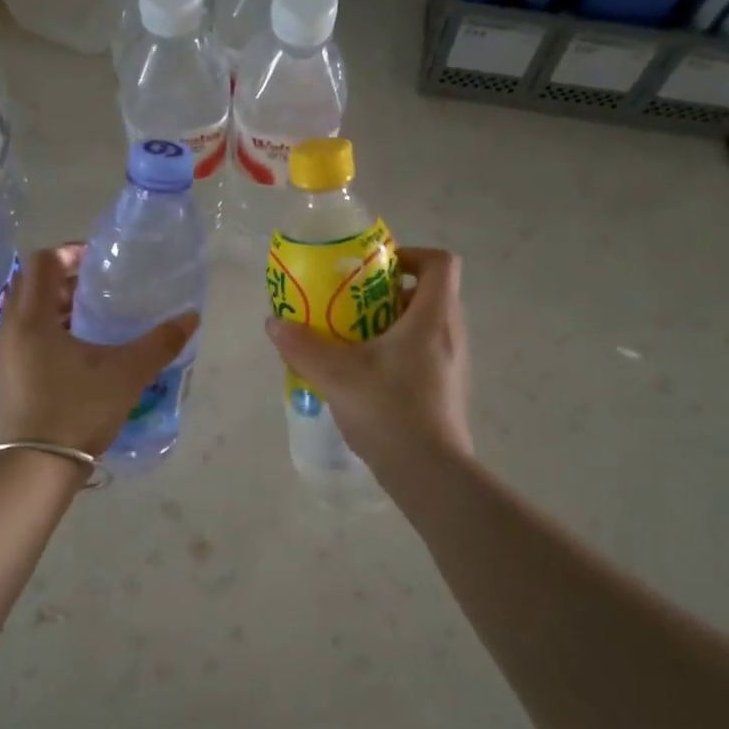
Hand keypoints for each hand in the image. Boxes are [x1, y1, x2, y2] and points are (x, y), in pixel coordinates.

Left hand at [0, 244, 198, 456]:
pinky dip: (47, 332)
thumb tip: (191, 318)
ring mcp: (2, 356)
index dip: (69, 253)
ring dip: (55, 308)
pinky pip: (23, 338)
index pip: (41, 262)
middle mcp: (9, 330)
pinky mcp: (4, 378)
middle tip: (99, 289)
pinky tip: (77, 355)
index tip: (99, 262)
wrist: (35, 468)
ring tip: (92, 320)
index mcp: (31, 318)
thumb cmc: (78, 410)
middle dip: (64, 280)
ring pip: (26, 314)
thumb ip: (160, 343)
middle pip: (30, 285)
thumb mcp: (126, 373)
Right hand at [264, 247, 472, 469]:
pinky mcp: (448, 390)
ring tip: (353, 340)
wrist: (430, 474)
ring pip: (427, 326)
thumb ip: (303, 346)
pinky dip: (399, 352)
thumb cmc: (390, 411)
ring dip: (392, 324)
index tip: (374, 269)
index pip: (440, 263)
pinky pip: (426, 354)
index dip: (410, 255)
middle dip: (389, 292)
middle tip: (352, 305)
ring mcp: (455, 365)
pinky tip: (367, 376)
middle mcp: (451, 334)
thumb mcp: (337, 375)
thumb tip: (274, 323)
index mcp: (433, 318)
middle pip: (429, 293)